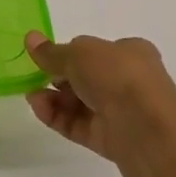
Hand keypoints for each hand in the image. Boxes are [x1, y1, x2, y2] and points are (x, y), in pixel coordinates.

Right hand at [24, 31, 175, 166]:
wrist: (146, 128)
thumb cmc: (117, 76)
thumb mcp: (78, 53)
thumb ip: (52, 51)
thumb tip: (30, 38)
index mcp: (130, 53)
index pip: (94, 51)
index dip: (68, 53)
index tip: (45, 58)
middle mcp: (127, 81)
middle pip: (84, 78)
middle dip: (57, 77)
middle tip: (35, 77)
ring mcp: (119, 112)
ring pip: (78, 103)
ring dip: (53, 98)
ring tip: (32, 97)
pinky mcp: (109, 138)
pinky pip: (77, 124)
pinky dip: (56, 117)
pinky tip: (38, 109)